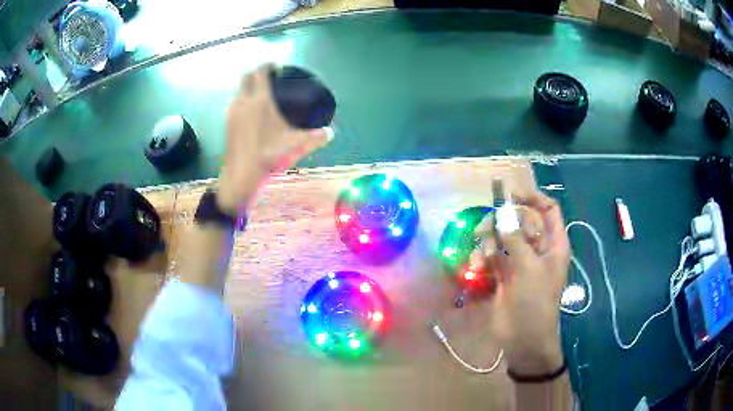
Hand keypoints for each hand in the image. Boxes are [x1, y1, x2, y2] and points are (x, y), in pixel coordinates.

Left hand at [217, 64, 331, 213]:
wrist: (241, 175)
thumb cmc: (268, 156)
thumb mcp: (296, 146)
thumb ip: (316, 137)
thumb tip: (330, 132)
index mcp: (260, 100)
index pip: (261, 72)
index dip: (268, 65)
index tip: (277, 66)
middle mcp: (243, 102)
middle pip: (246, 76)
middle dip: (257, 73)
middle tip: (269, 77)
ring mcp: (232, 112)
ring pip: (239, 90)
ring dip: (248, 87)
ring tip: (261, 94)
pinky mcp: (227, 123)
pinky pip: (235, 103)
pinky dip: (243, 100)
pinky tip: (252, 113)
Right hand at [471, 190, 569, 373]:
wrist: (523, 337)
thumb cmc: (535, 301)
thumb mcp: (529, 268)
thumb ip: (515, 238)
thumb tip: (502, 212)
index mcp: (553, 244)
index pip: (549, 210)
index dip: (533, 198)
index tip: (511, 195)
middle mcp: (538, 248)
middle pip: (522, 221)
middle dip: (504, 221)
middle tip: (488, 226)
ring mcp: (520, 261)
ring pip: (504, 237)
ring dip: (491, 241)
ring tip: (484, 255)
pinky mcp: (504, 274)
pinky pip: (492, 255)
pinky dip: (484, 257)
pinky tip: (478, 266)